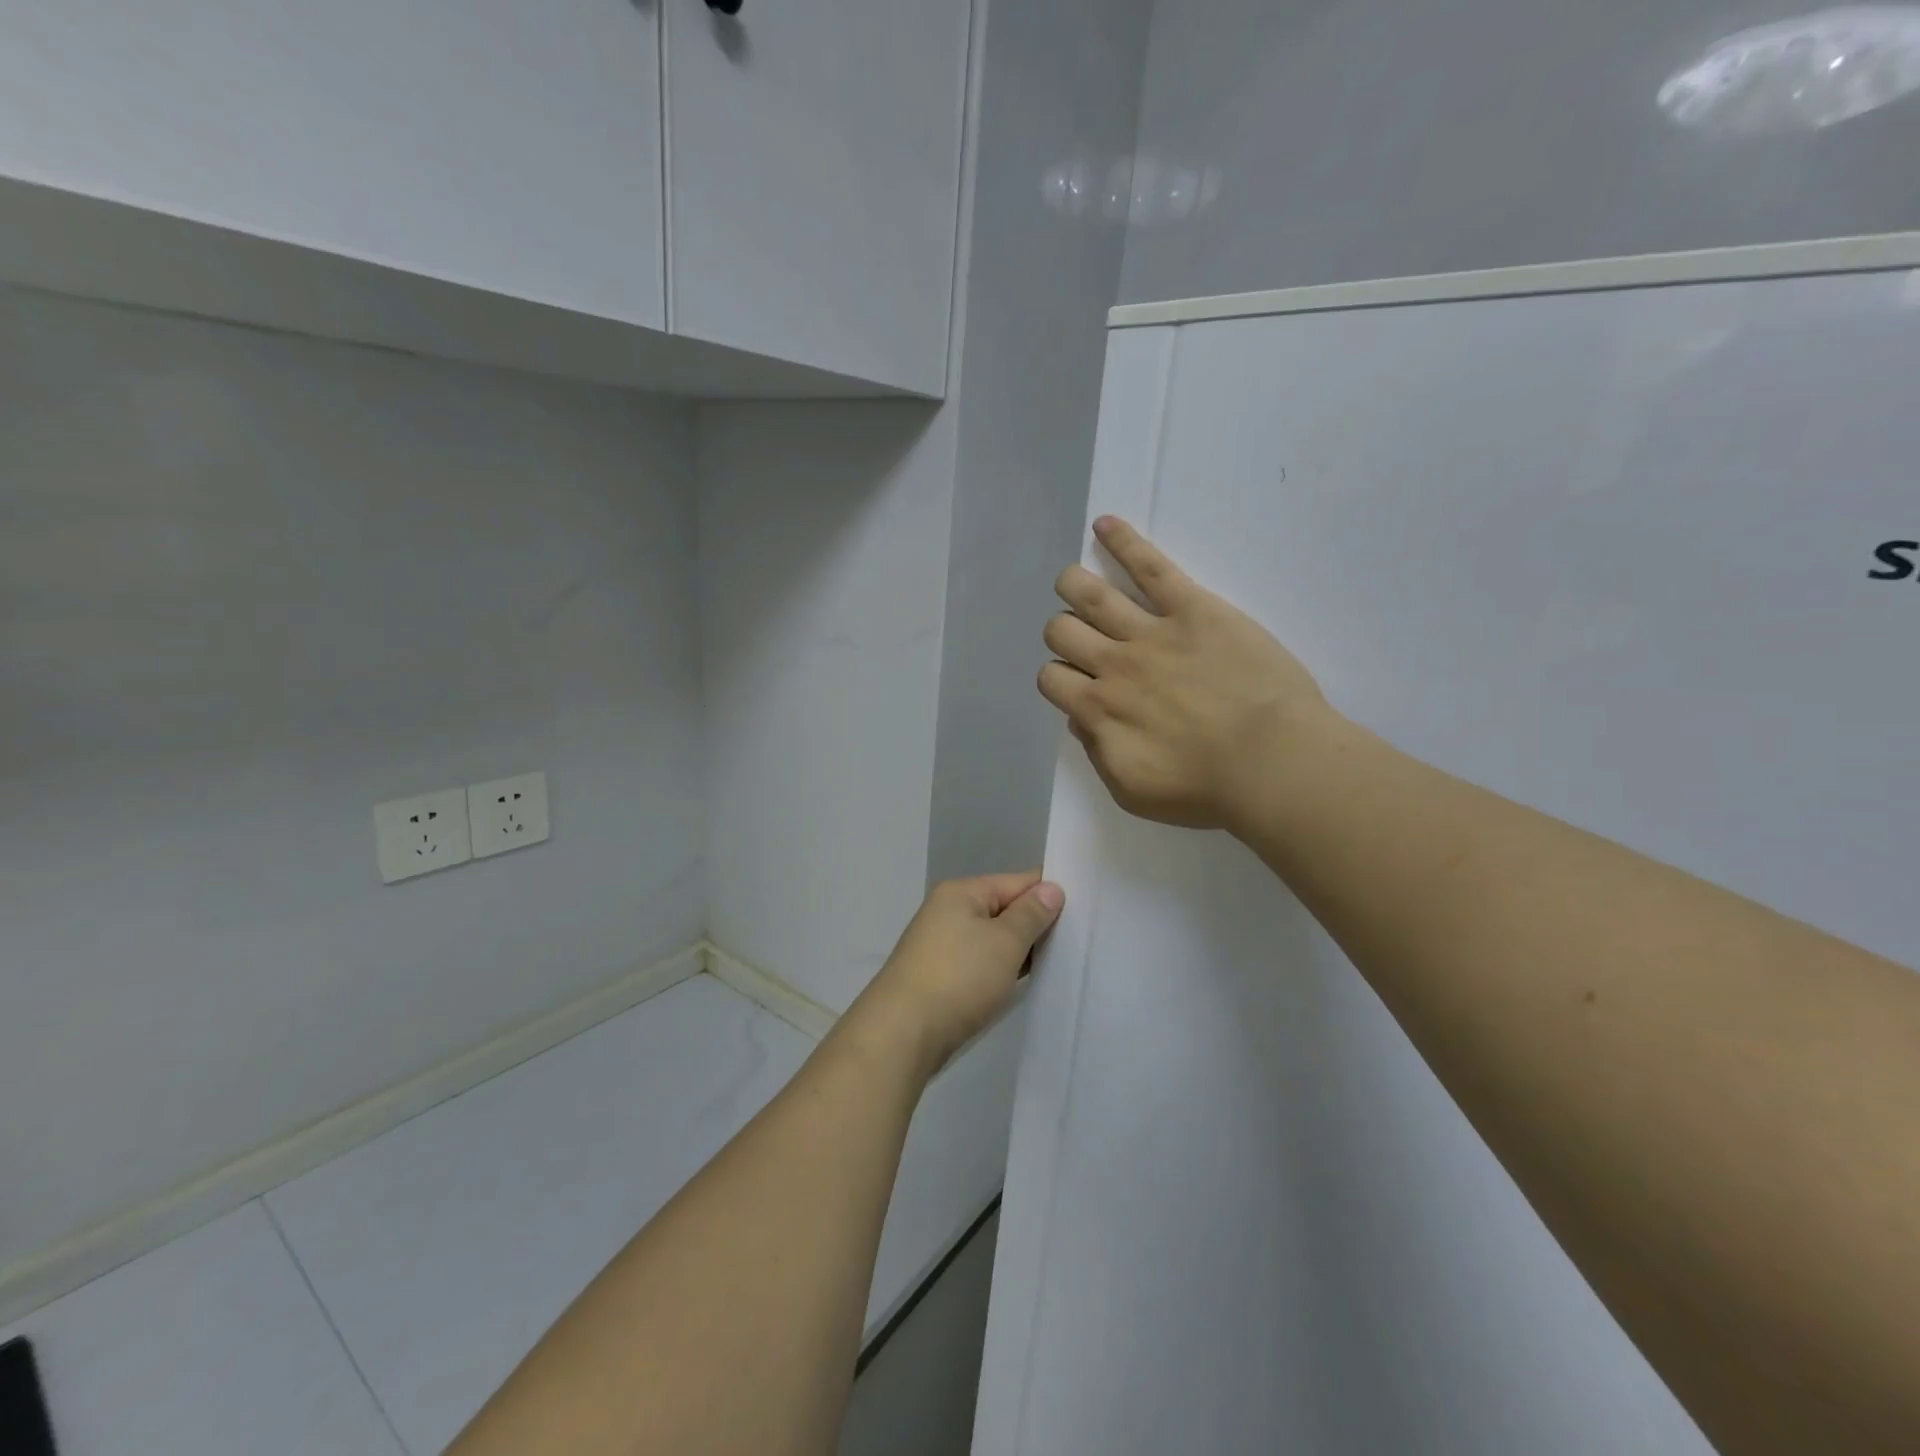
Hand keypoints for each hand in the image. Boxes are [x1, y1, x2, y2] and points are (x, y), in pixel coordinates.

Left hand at [844, 872, 1064, 1079]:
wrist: (902, 1034)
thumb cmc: (958, 978)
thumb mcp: (1004, 942)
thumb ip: (1031, 914)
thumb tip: (1051, 888)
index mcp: (962, 892)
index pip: (1017, 881)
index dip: (1049, 894)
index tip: (1085, 911)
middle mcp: (948, 911)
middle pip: (1004, 909)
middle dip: (1036, 925)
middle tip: (1077, 941)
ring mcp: (941, 944)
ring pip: (992, 939)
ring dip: (1019, 951)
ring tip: (1058, 963)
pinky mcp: (940, 976)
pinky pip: (980, 963)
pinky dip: (1000, 970)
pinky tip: (1021, 983)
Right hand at [1038, 516, 1328, 832]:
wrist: (1272, 763)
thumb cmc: (1205, 788)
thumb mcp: (1132, 791)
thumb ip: (1096, 751)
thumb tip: (1080, 717)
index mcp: (1098, 709)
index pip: (1051, 678)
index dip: (1059, 679)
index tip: (1080, 686)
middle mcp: (1113, 664)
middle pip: (1061, 631)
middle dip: (1063, 633)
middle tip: (1085, 641)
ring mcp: (1151, 631)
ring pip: (1090, 594)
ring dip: (1073, 585)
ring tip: (1073, 582)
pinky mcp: (1193, 607)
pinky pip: (1151, 566)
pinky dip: (1124, 542)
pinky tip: (1104, 525)